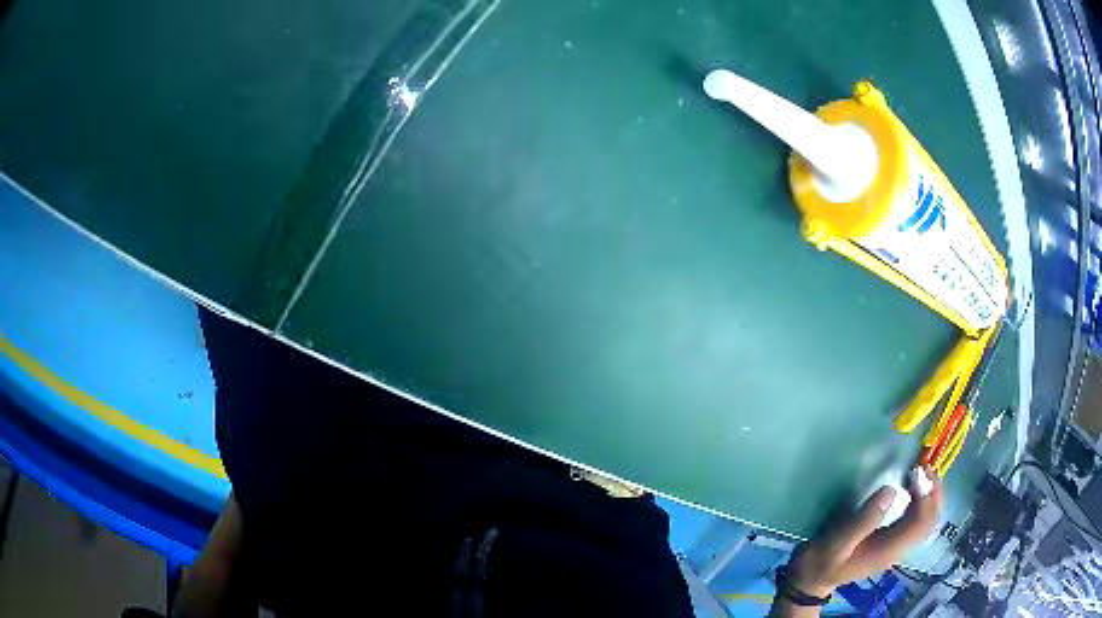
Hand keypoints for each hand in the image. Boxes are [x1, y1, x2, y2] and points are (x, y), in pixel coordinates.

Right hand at [787, 466, 943, 596]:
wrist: (812, 579)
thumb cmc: (822, 560)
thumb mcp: (838, 541)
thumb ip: (864, 519)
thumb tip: (891, 490)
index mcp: (889, 549)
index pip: (922, 521)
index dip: (926, 493)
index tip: (917, 469)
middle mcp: (899, 548)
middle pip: (930, 520)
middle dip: (933, 490)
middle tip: (924, 464)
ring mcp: (897, 546)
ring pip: (927, 519)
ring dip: (929, 494)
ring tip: (920, 470)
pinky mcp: (893, 541)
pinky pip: (918, 519)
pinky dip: (921, 500)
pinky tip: (912, 487)